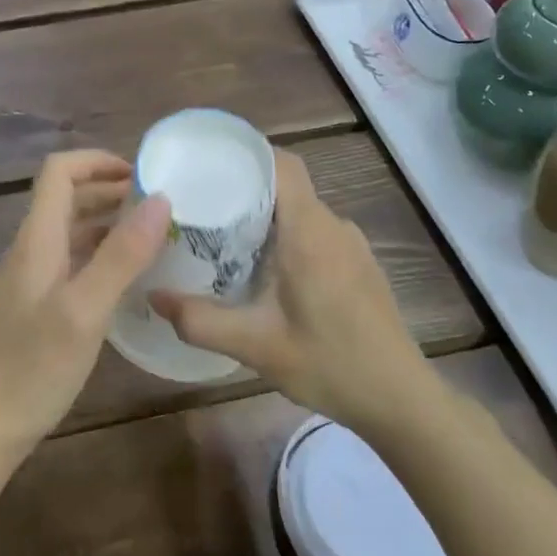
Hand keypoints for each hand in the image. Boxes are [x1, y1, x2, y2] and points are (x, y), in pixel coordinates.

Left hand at [0, 151, 170, 461]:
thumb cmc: (30, 368)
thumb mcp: (84, 310)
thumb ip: (121, 255)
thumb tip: (160, 198)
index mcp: (38, 239)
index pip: (59, 171)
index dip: (98, 161)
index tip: (143, 174)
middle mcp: (31, 251)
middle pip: (66, 199)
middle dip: (111, 191)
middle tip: (160, 207)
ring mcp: (29, 282)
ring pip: (69, 234)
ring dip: (107, 225)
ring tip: (153, 238)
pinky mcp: (33, 310)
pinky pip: (70, 265)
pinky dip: (99, 258)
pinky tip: (126, 281)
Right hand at [151, 150, 424, 431]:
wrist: (402, 400)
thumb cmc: (331, 364)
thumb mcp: (256, 346)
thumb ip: (200, 320)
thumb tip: (153, 295)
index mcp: (309, 231)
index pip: (281, 164)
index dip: (246, 155)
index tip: (207, 164)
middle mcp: (333, 226)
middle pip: (285, 186)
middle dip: (243, 189)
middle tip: (200, 208)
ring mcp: (351, 245)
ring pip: (300, 212)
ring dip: (264, 218)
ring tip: (223, 240)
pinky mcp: (359, 266)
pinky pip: (315, 234)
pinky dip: (286, 238)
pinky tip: (265, 274)